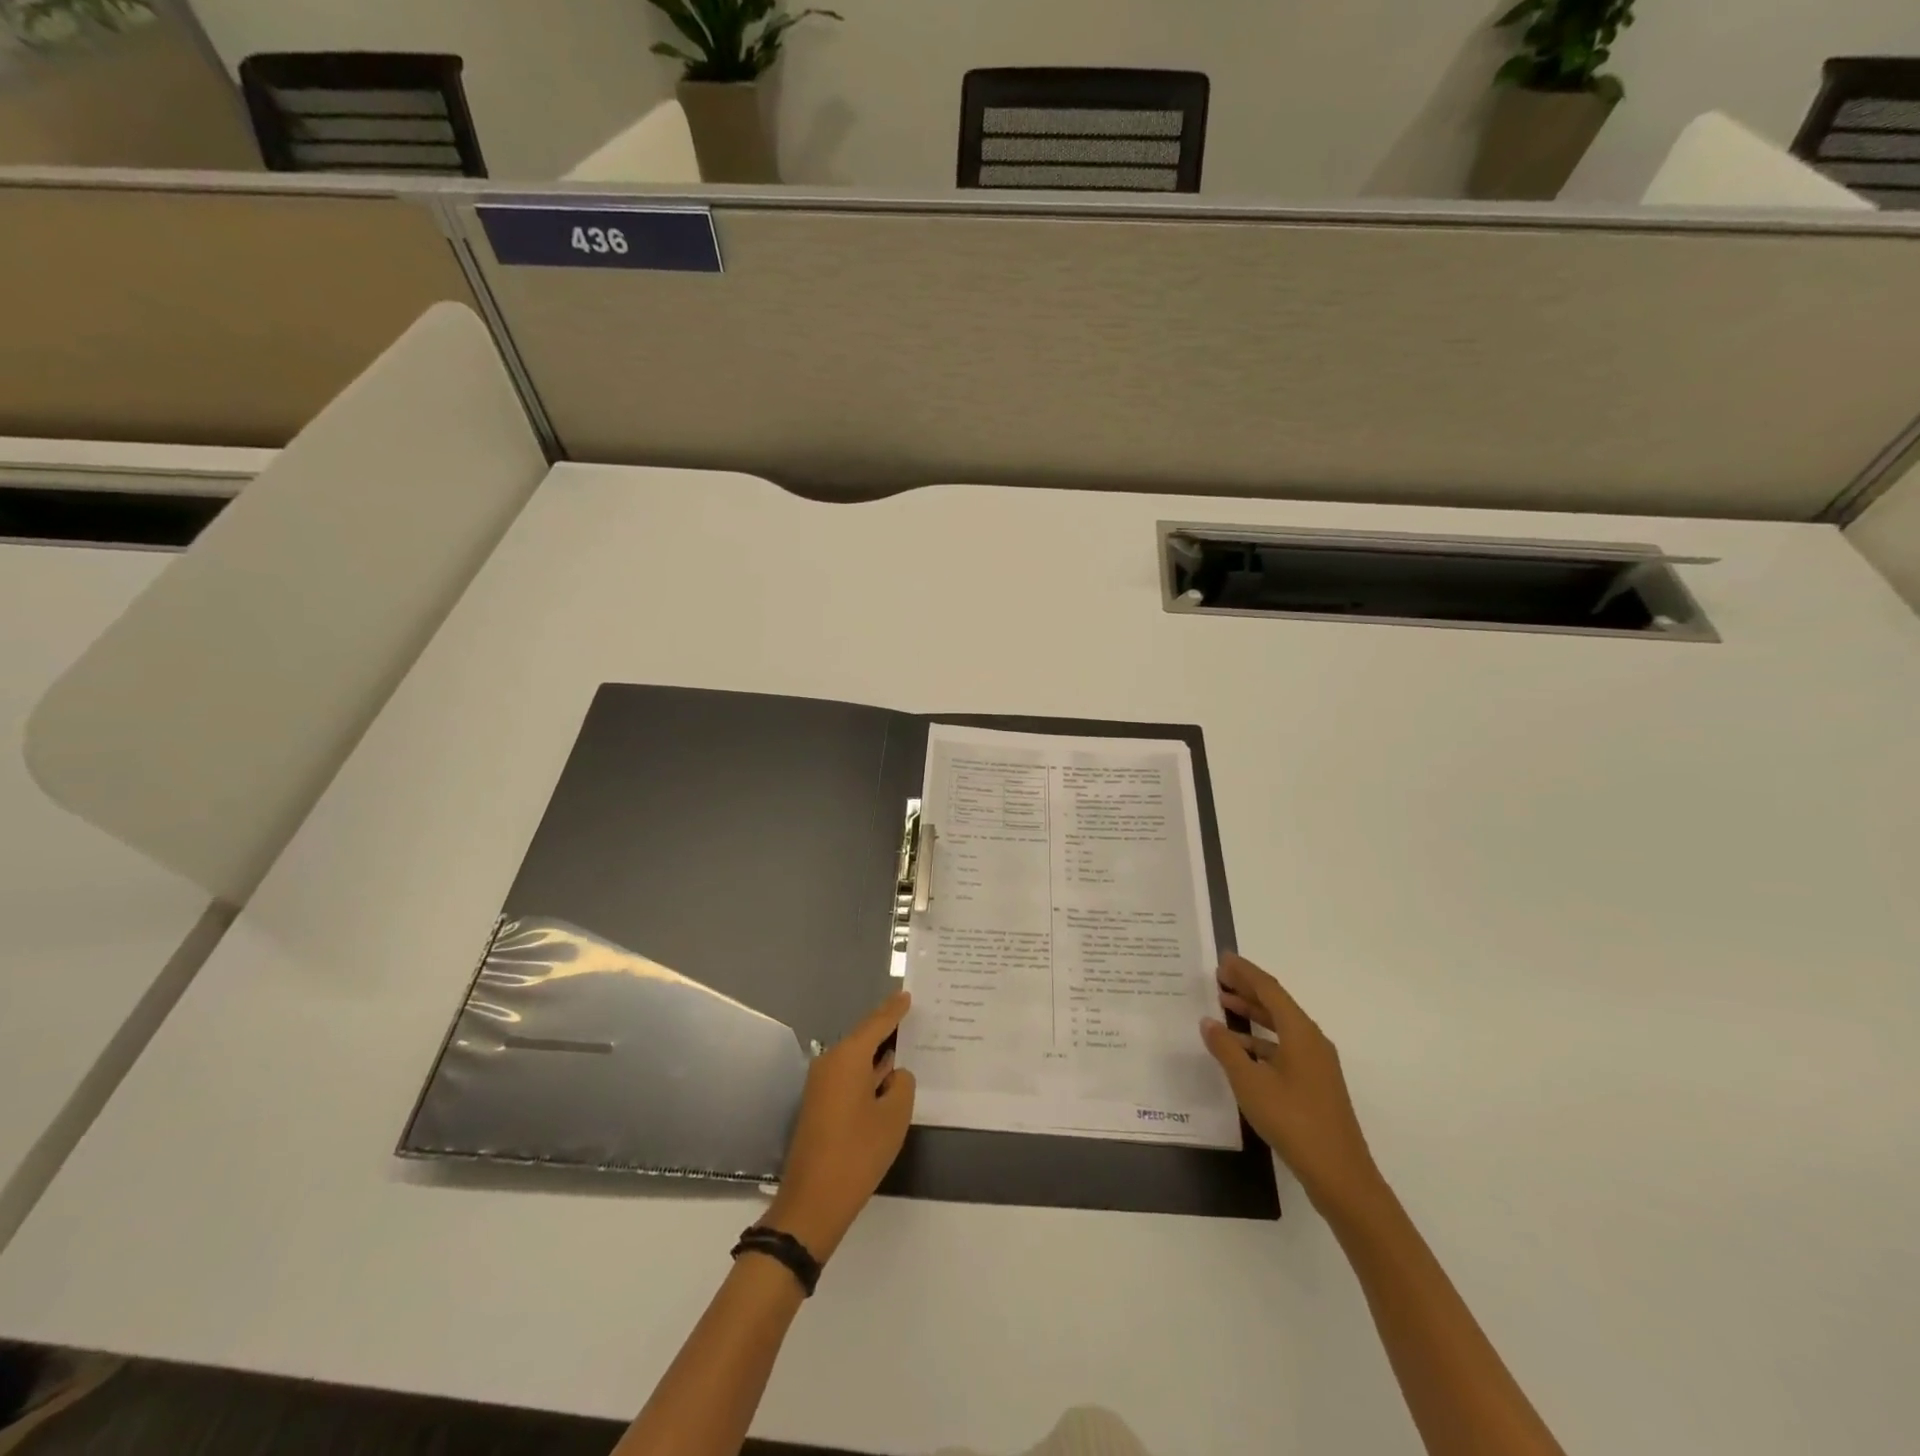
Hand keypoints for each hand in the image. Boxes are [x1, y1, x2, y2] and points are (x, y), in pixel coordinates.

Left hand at [766, 991, 915, 1261]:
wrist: (813, 1202)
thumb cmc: (858, 1152)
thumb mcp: (894, 1116)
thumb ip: (902, 1084)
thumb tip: (893, 1075)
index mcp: (848, 1057)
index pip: (877, 1023)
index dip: (894, 1009)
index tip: (908, 994)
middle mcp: (830, 1062)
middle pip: (864, 1038)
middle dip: (888, 1031)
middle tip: (914, 1020)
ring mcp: (821, 1085)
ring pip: (857, 1060)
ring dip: (879, 1057)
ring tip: (907, 1049)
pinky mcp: (819, 1105)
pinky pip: (849, 1078)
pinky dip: (869, 1076)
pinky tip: (887, 1083)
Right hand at [1201, 954, 1383, 1218]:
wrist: (1340, 1176)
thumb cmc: (1293, 1121)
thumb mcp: (1250, 1083)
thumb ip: (1226, 1049)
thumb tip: (1209, 1022)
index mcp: (1300, 1032)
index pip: (1269, 989)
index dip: (1245, 972)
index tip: (1222, 958)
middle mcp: (1312, 1040)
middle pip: (1277, 1004)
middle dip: (1248, 988)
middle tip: (1218, 976)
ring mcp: (1316, 1064)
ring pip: (1280, 1026)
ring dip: (1253, 1014)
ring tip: (1224, 1004)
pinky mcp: (1315, 1084)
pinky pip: (1284, 1047)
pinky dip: (1261, 1040)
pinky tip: (1240, 1049)